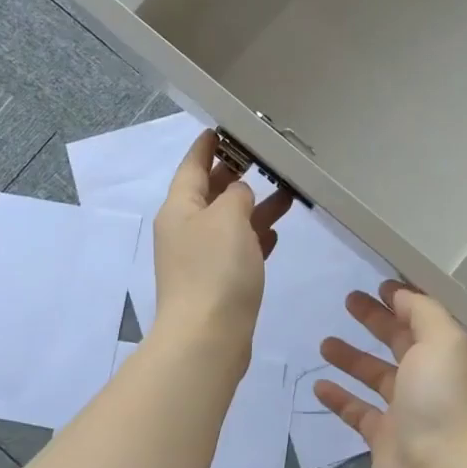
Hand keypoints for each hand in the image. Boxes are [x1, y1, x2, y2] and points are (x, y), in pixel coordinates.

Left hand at [151, 130, 291, 353]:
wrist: (207, 338)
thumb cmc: (215, 270)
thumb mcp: (228, 218)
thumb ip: (236, 195)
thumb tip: (239, 193)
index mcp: (180, 209)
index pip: (192, 166)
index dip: (207, 146)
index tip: (223, 128)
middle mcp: (186, 230)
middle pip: (211, 193)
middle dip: (235, 174)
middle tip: (264, 157)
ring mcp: (201, 259)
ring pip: (230, 222)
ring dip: (253, 206)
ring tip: (286, 192)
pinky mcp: (218, 283)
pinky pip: (238, 250)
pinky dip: (255, 237)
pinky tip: (276, 232)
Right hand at [313, 280, 466, 467]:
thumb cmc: (441, 400)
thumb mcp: (441, 340)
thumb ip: (423, 312)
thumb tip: (402, 295)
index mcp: (447, 354)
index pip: (424, 319)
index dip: (403, 300)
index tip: (377, 285)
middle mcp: (430, 379)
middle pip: (399, 342)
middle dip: (376, 320)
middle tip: (348, 301)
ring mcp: (407, 410)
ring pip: (375, 376)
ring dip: (352, 357)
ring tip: (325, 343)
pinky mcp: (384, 438)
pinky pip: (358, 411)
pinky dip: (340, 397)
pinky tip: (318, 385)